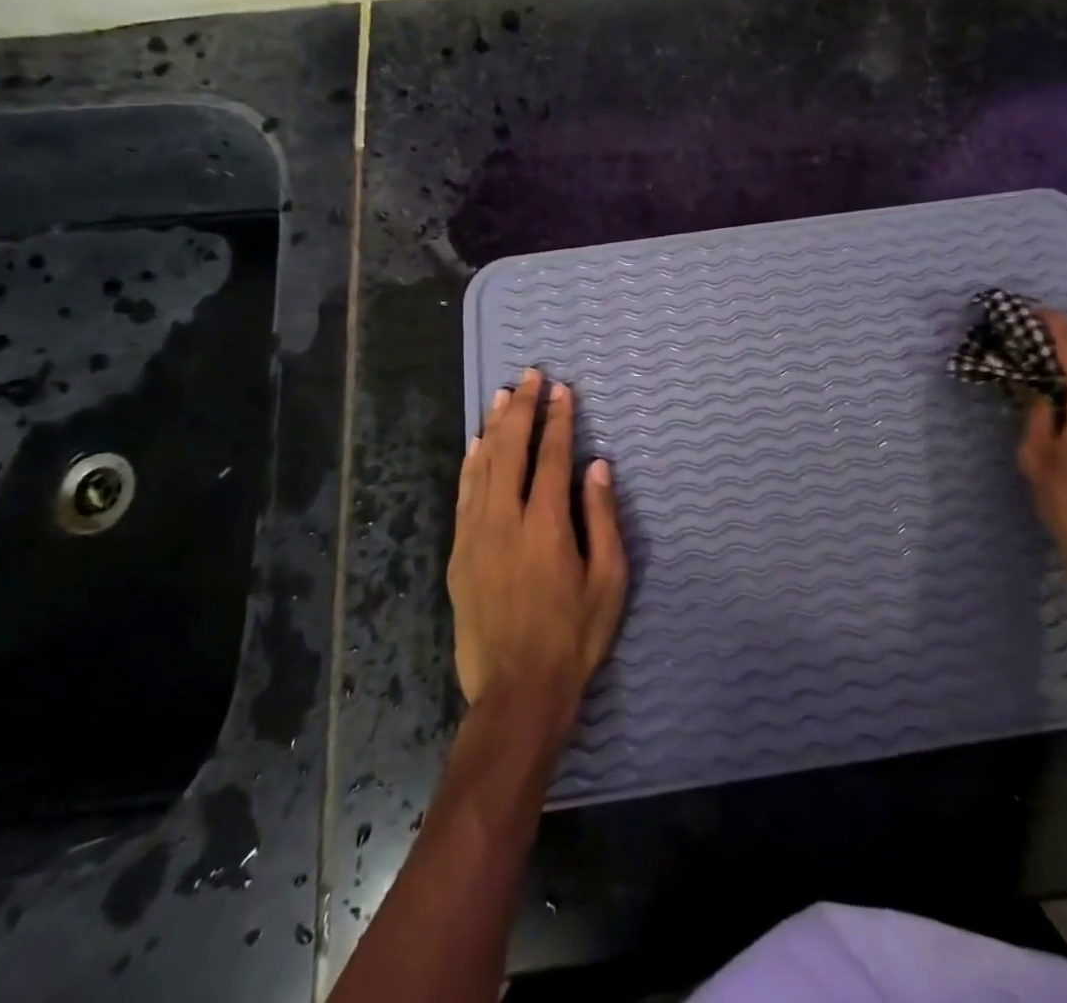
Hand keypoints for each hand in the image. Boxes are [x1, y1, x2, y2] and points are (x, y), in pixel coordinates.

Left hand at [450, 369, 627, 741]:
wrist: (517, 691)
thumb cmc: (574, 636)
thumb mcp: (608, 580)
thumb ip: (602, 518)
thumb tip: (598, 467)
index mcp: (546, 524)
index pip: (550, 456)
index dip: (557, 419)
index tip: (562, 389)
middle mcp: (505, 519)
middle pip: (511, 449)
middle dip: (522, 408)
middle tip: (531, 375)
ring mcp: (475, 535)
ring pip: (481, 466)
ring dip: (494, 427)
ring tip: (503, 396)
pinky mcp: (458, 554)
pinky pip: (463, 494)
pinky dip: (471, 463)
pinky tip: (475, 445)